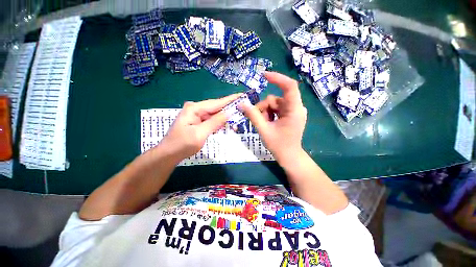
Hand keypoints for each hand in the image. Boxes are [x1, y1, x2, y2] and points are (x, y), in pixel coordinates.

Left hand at [159, 94, 240, 161]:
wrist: (169, 154)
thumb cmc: (182, 144)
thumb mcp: (200, 134)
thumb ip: (215, 122)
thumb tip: (229, 112)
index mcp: (195, 108)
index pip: (216, 103)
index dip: (230, 99)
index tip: (242, 95)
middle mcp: (196, 108)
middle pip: (216, 107)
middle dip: (229, 109)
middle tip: (243, 109)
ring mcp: (196, 115)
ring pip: (215, 114)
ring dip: (225, 118)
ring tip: (237, 119)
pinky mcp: (198, 121)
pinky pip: (211, 120)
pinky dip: (219, 123)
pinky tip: (227, 125)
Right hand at [240, 71, 306, 163]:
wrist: (289, 156)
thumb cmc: (279, 145)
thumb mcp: (263, 130)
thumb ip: (253, 115)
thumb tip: (241, 104)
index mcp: (294, 110)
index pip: (289, 86)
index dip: (277, 78)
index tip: (263, 75)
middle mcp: (296, 107)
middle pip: (275, 98)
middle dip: (263, 108)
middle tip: (257, 119)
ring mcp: (293, 111)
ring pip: (274, 104)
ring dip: (265, 112)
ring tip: (264, 124)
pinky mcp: (290, 114)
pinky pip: (276, 109)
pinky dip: (269, 114)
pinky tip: (268, 123)